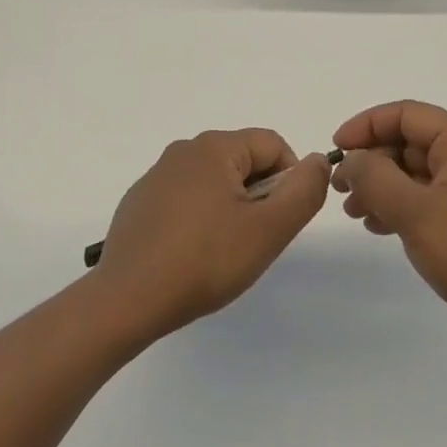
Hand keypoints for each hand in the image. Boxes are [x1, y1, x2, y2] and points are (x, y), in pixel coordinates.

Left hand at [92, 129, 330, 338]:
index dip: (289, 180)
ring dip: (230, 207)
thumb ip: (303, 191)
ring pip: (214, 181)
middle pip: (243, 161)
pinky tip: (191, 255)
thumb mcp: (268, 230)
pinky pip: (184, 198)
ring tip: (223, 251)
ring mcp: (156, 175)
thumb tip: (318, 160)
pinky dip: (199, 218)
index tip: (280, 222)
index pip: (272, 145)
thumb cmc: (205, 261)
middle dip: (259, 196)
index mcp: (215, 147)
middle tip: (254, 240)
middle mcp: (183, 150)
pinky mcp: (139, 202)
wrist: (127, 300)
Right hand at [332, 101, 446, 359]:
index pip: (406, 114)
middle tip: (339, 188)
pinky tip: (376, 227)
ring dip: (378, 186)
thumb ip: (375, 178)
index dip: (367, 125)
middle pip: (406, 142)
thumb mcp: (416, 211)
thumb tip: (351, 160)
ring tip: (353, 212)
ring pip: (410, 173)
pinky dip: (395, 207)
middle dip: (370, 160)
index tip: (336, 149)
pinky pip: (421, 200)